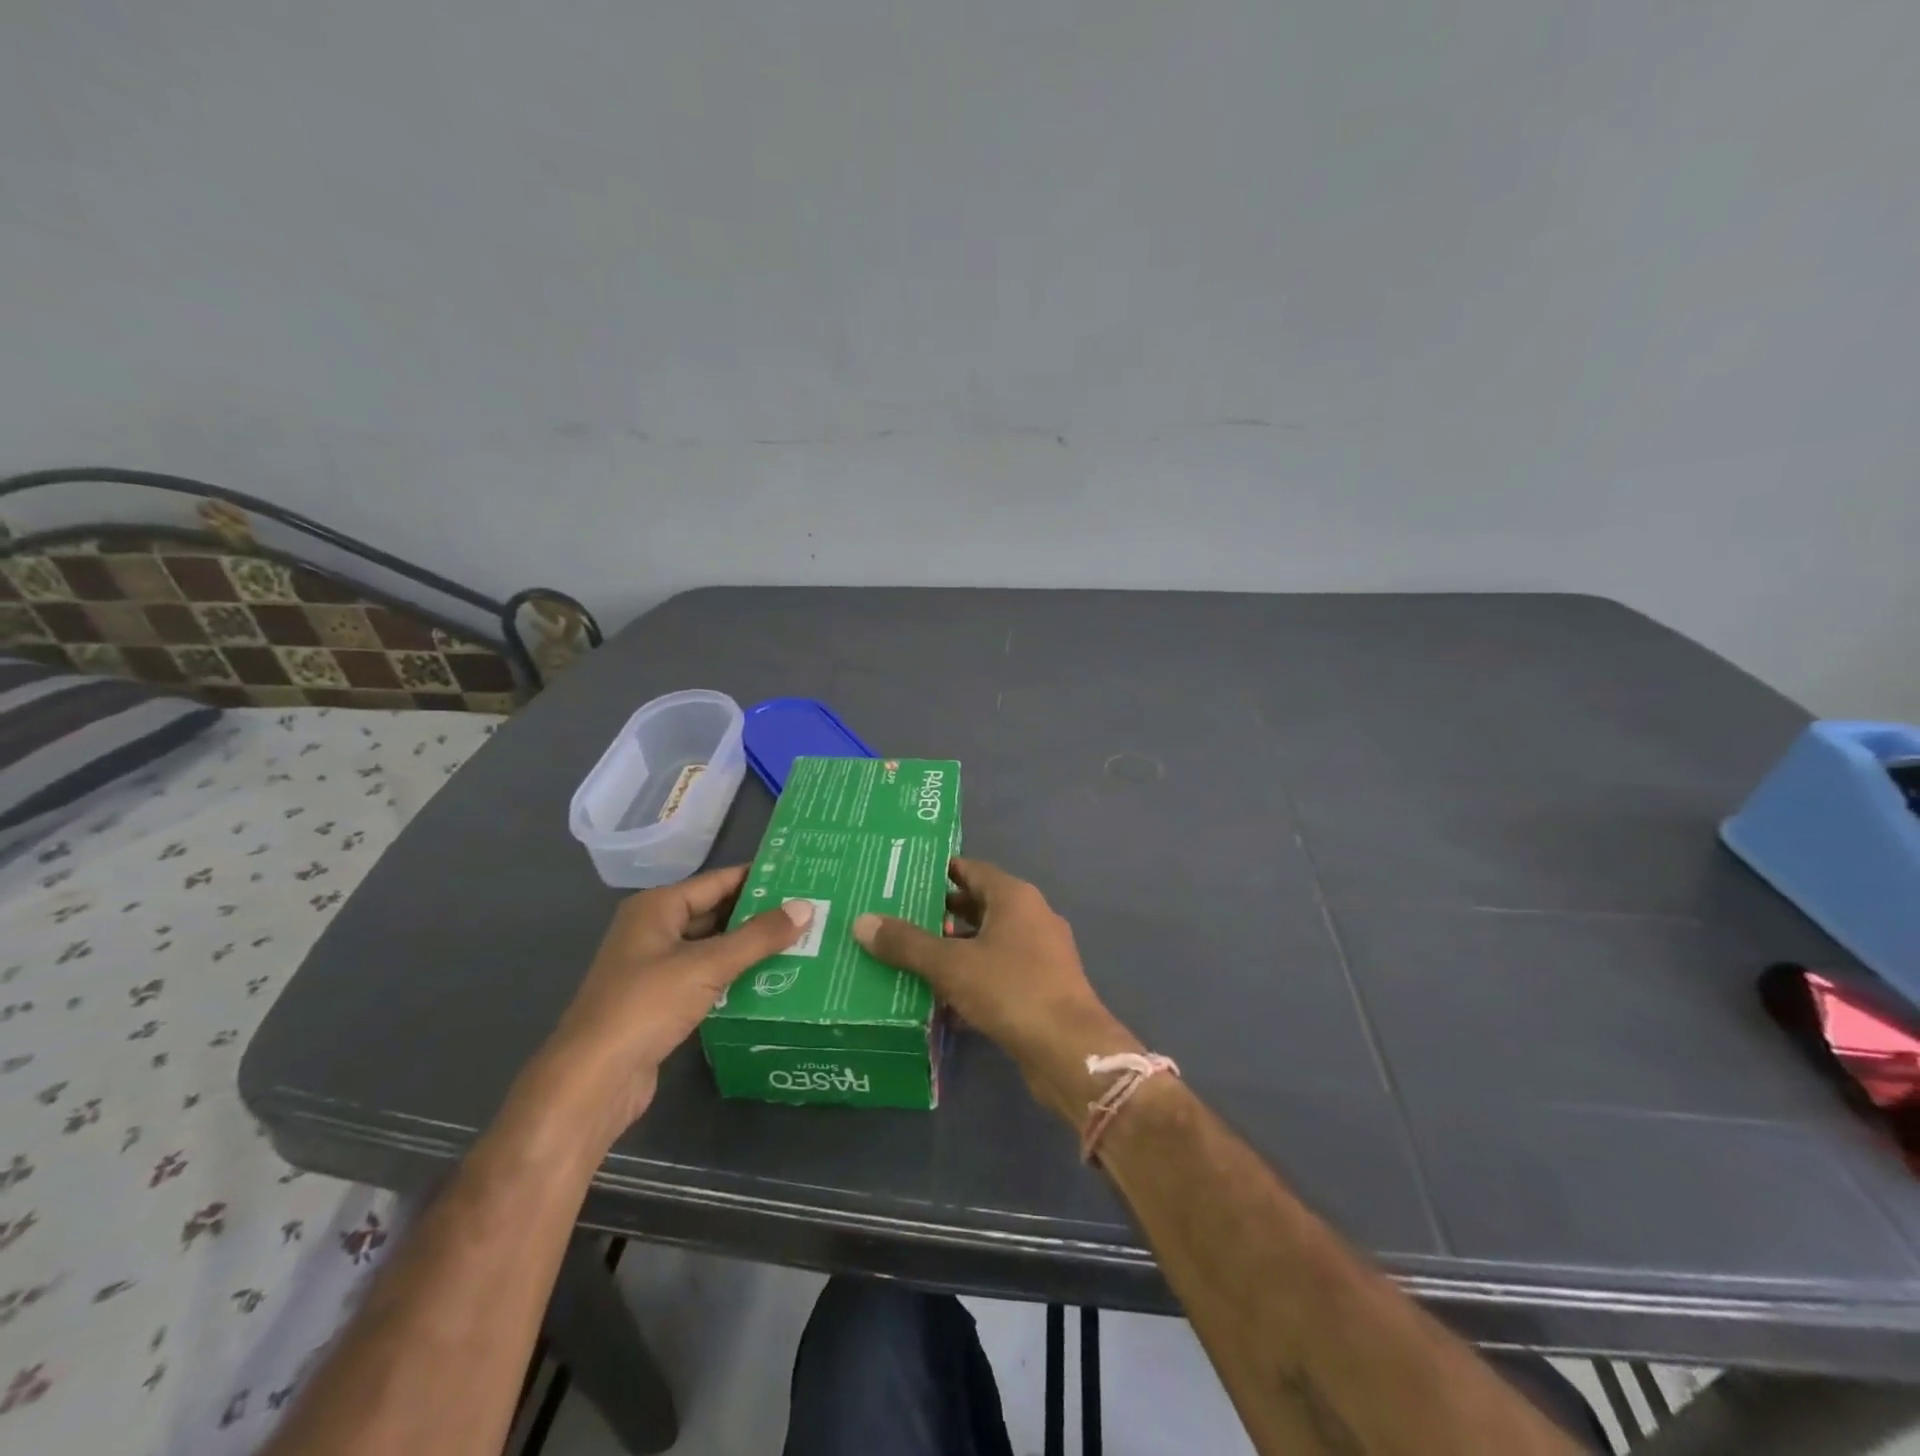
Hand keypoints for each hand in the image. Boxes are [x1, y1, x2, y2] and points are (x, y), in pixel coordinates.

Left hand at [533, 865, 811, 1141]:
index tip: (801, 877)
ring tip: (801, 944)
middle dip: (759, 915)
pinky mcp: (661, 1003)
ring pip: (712, 948)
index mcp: (657, 908)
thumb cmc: (645, 1007)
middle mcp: (654, 930)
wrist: (592, 1082)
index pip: (718, 881)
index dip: (759, 879)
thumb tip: (805, 907)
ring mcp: (655, 968)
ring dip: (749, 949)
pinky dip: (734, 977)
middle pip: (716, 913)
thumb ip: (758, 936)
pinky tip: (770, 981)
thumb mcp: (707, 966)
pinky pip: (706, 978)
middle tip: (809, 913)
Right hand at [853, 858, 1141, 1128]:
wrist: (1069, 1050)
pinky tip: (940, 998)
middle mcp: (1031, 917)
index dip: (937, 872)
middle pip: (978, 905)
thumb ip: (907, 944)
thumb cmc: (1011, 990)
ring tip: (910, 957)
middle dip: (939, 913)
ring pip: (987, 942)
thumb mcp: (951, 964)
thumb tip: (862, 921)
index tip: (902, 878)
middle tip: (896, 918)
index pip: (970, 870)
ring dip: (954, 948)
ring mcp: (1040, 953)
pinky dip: (972, 978)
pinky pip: (998, 972)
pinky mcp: (1041, 987)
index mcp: (1014, 897)